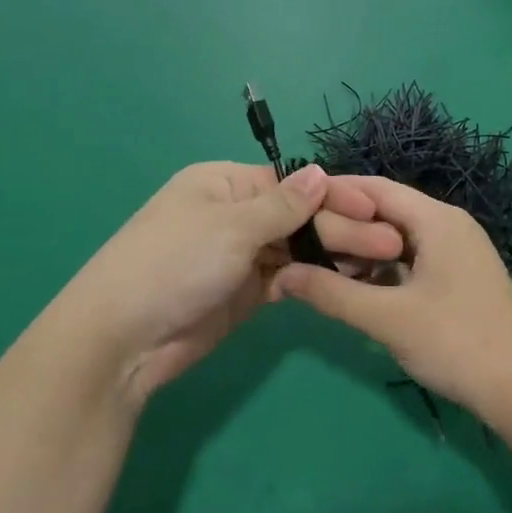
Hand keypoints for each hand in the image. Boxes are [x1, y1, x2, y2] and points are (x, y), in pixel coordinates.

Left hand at [56, 162, 404, 402]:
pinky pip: (287, 278)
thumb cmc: (174, 263)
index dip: (333, 195)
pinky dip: (314, 279)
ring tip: (379, 265)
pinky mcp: (243, 293)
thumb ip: (283, 204)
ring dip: (333, 255)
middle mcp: (234, 214)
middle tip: (390, 246)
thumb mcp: (231, 226)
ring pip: (296, 248)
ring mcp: (238, 255)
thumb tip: (320, 171)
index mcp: (224, 184)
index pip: (290, 183)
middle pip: (297, 216)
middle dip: (342, 228)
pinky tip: (348, 283)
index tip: (376, 208)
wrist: (121, 341)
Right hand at [271, 175, 511, 417]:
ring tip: (323, 266)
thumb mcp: (387, 318)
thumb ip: (332, 294)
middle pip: (388, 211)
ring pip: (400, 237)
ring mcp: (459, 250)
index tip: (297, 203)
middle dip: (346, 224)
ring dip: (364, 250)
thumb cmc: (456, 342)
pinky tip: (361, 289)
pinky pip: (415, 257)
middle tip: (302, 239)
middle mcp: (450, 224)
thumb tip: (282, 274)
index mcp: (437, 219)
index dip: (335, 192)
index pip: (376, 188)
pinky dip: (386, 267)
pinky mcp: (461, 275)